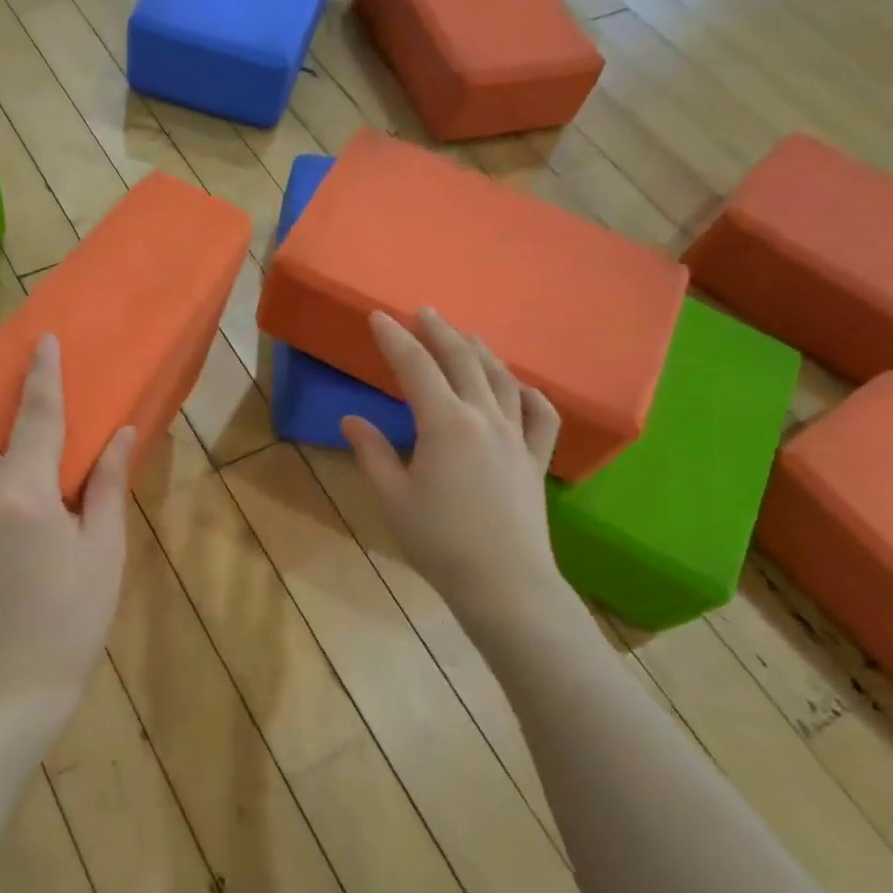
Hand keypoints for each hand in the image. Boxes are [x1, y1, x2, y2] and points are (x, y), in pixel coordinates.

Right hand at [341, 309, 572, 640]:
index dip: (395, 340)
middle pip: (463, 361)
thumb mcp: (391, 497)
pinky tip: (519, 387)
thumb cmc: (437, 540)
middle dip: (440, 332)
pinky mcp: (535, 459)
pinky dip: (528, 393)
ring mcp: (516, 436)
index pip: (416, 368)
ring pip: (502, 379)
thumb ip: (372, 452)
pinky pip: (540, 414)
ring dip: (481, 351)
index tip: (379, 317)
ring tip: (466, 336)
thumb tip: (351, 420)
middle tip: (424, 312)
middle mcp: (484, 418)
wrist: (502, 580)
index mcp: (445, 424)